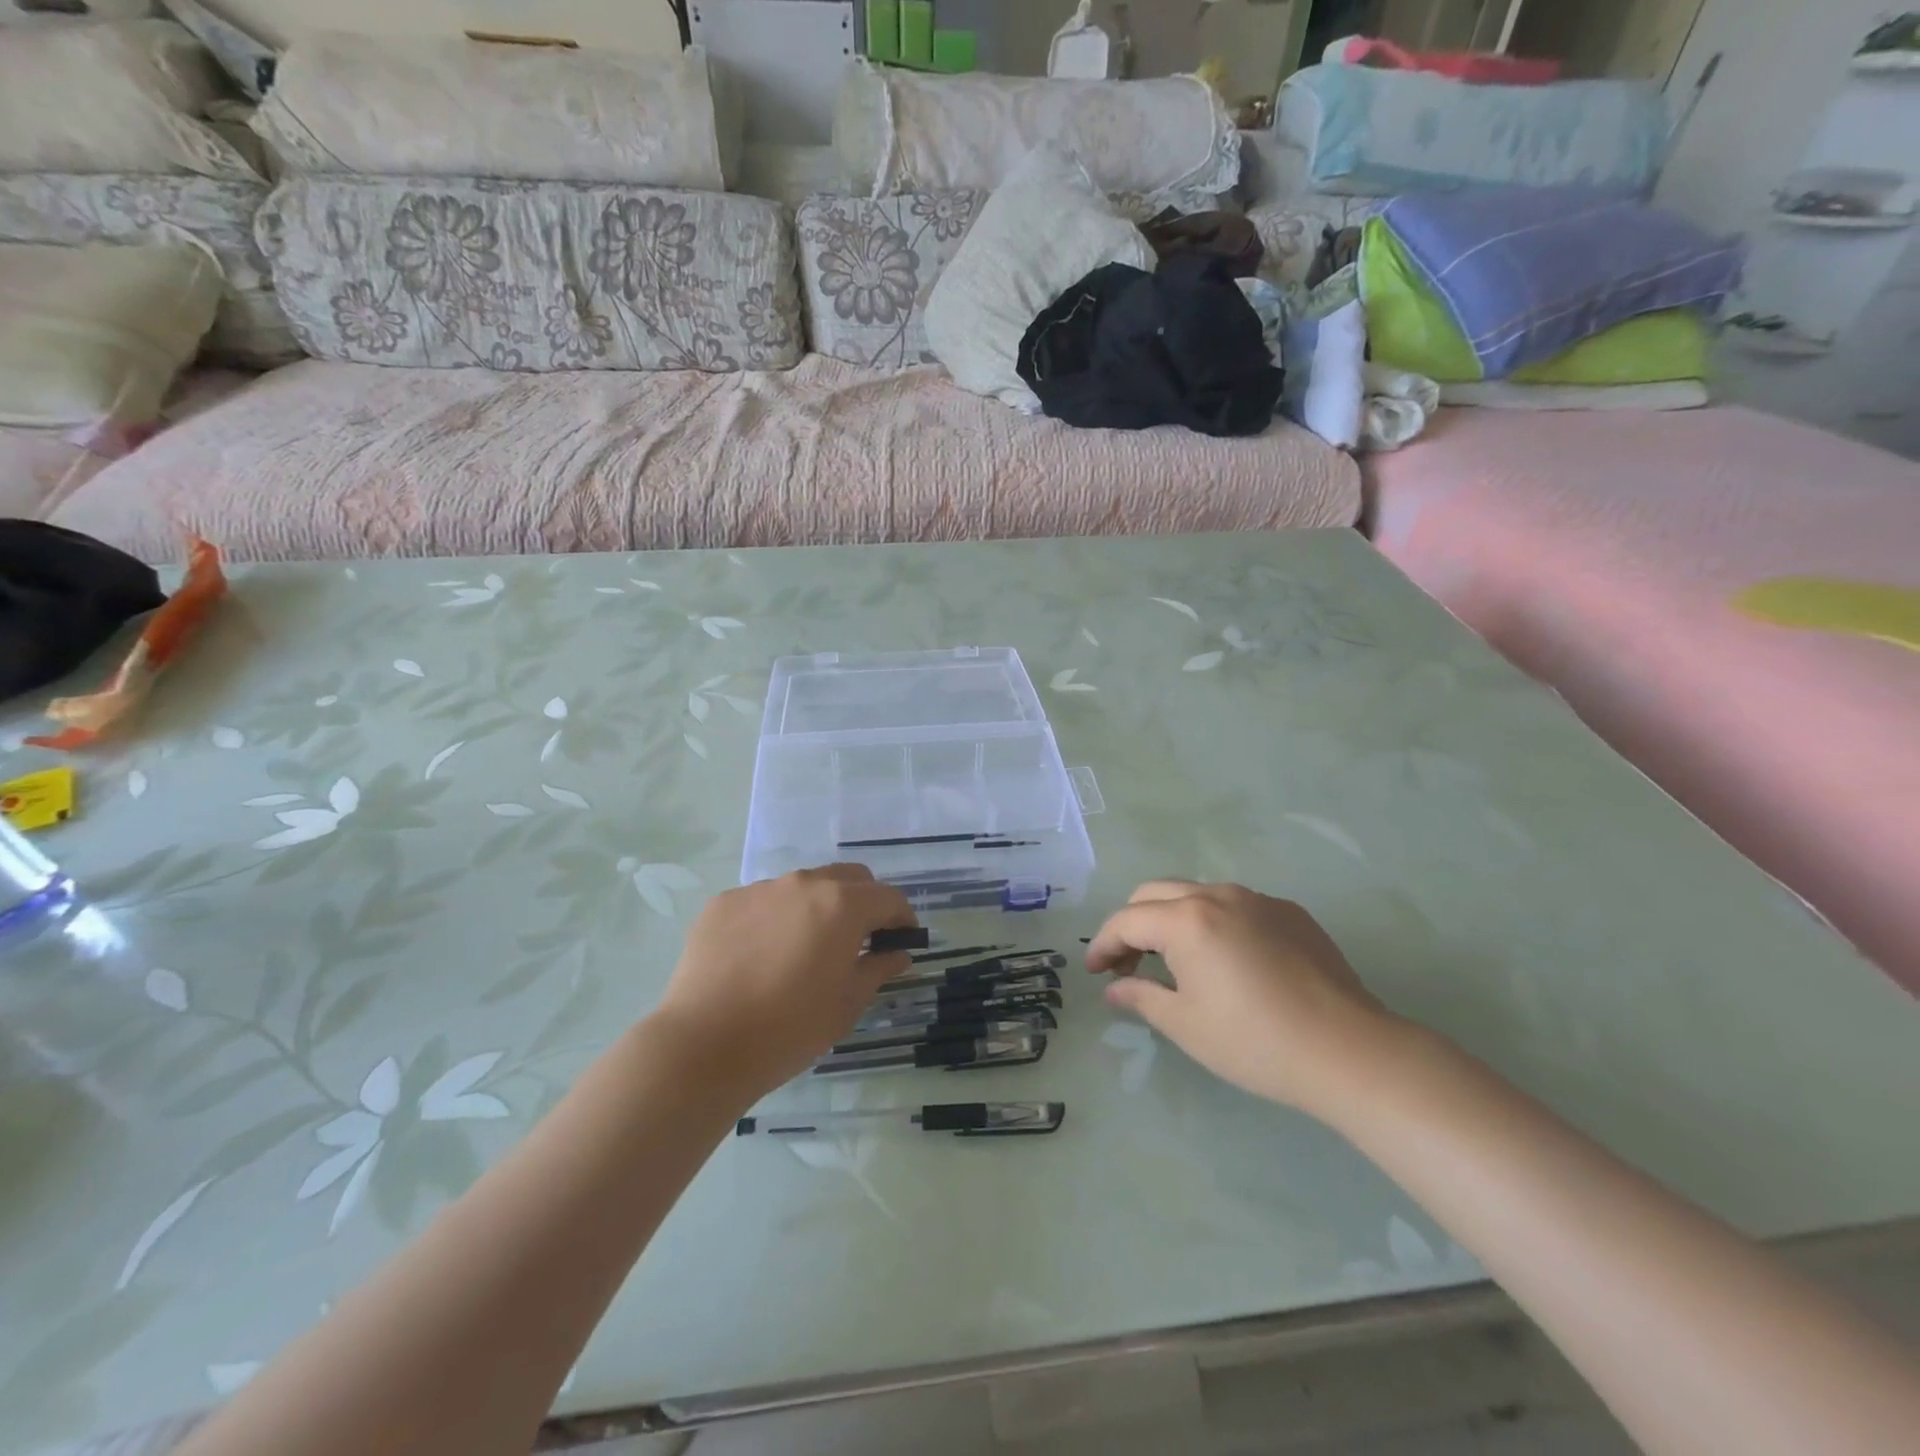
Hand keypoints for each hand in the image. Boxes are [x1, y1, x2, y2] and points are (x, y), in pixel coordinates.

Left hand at [651, 866, 916, 1102]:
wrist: (704, 1044)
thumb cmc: (790, 1028)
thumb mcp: (847, 1004)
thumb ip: (878, 969)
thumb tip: (898, 954)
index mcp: (842, 905)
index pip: (888, 898)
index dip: (902, 918)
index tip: (902, 940)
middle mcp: (803, 884)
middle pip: (849, 878)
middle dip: (864, 901)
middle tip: (861, 939)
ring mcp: (760, 889)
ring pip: (803, 886)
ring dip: (817, 908)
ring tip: (805, 949)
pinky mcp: (723, 902)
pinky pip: (762, 901)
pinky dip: (775, 918)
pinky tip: (762, 956)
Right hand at [1086, 880, 1398, 1117]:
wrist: (1348, 1050)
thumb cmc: (1255, 1042)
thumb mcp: (1185, 1024)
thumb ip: (1141, 996)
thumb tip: (1114, 987)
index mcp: (1186, 920)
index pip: (1127, 920)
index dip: (1103, 944)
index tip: (1095, 971)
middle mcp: (1217, 895)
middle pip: (1155, 894)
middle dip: (1132, 924)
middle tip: (1128, 964)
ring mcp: (1257, 899)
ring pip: (1195, 894)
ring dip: (1172, 919)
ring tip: (1174, 961)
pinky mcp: (1290, 912)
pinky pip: (1235, 906)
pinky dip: (1213, 923)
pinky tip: (1226, 961)